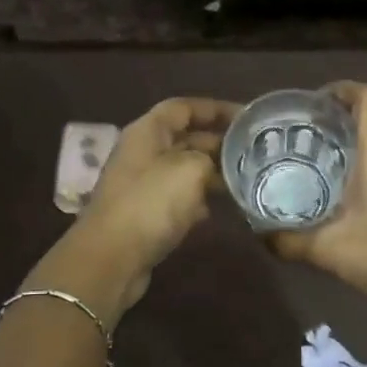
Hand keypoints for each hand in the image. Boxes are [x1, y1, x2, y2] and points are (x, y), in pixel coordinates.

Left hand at [31, 97, 238, 325]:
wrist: (112, 258)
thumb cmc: (151, 204)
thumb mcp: (190, 169)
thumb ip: (209, 158)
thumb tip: (215, 166)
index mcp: (148, 132)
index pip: (183, 107)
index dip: (215, 108)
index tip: (246, 118)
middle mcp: (143, 153)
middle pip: (185, 138)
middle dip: (219, 143)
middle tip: (254, 152)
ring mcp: (142, 185)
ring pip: (184, 170)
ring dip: (212, 173)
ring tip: (245, 179)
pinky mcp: (145, 214)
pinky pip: (178, 198)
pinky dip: (199, 199)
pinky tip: (220, 208)